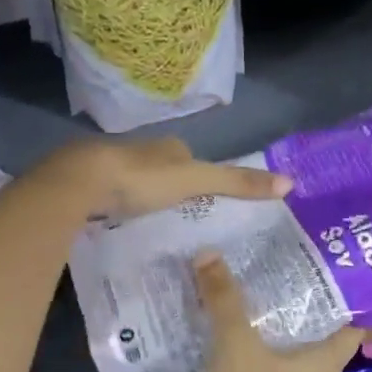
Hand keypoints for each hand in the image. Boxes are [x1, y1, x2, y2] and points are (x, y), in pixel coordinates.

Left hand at [47, 137, 291, 220]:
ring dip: (143, 197)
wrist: (81, 182)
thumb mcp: (197, 181)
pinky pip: (111, 197)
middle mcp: (140, 151)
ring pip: (135, 182)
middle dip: (170, 187)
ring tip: (154, 223)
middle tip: (181, 214)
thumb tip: (290, 182)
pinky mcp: (88, 186)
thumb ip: (237, 182)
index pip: (189, 157)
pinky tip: (120, 224)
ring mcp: (111, 167)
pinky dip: (119, 207)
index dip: (199, 174)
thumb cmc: (143, 179)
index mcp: (167, 147)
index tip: (207, 196)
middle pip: (162, 169)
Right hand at [179, 253, 362, 371]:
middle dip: (292, 296)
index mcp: (324, 360)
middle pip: (309, 327)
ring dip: (261, 317)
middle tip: (273, 257)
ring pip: (276, 343)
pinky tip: (216, 317)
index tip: (325, 259)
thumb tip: (209, 252)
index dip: (343, 292)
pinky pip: (250, 360)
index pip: (350, 320)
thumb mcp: (237, 346)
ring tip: (242, 277)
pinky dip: (238, 340)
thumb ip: (225, 300)